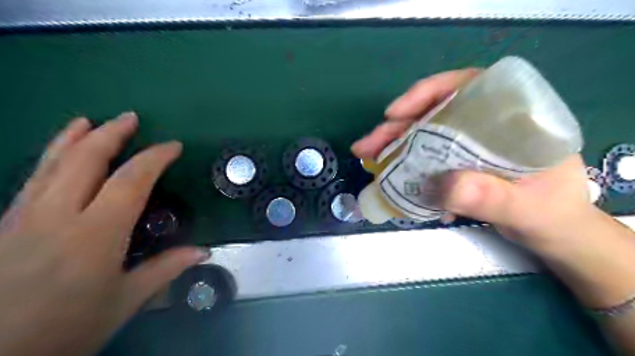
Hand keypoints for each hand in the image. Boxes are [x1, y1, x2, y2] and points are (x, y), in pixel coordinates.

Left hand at [0, 111, 208, 355]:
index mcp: (95, 235)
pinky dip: (49, 158)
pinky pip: (32, 180)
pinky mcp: (6, 224)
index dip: (154, 158)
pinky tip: (56, 154)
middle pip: (84, 161)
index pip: (130, 182)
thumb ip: (165, 269)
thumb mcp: (124, 302)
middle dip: (110, 135)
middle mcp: (57, 216)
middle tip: (130, 118)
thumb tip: (203, 251)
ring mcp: (24, 217)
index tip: (173, 146)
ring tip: (89, 121)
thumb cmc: (65, 329)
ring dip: (73, 138)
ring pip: (50, 165)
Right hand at [352, 68, 595, 254]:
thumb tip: (441, 186)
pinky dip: (406, 167)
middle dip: (396, 128)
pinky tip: (391, 179)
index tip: (397, 112)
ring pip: (423, 137)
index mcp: (512, 118)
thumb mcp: (527, 208)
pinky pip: (425, 159)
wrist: (555, 235)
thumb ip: (490, 196)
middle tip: (366, 146)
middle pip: (433, 114)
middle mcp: (485, 125)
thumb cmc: (553, 215)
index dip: (428, 92)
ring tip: (367, 159)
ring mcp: (468, 145)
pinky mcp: (457, 164)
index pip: (468, 86)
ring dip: (393, 147)